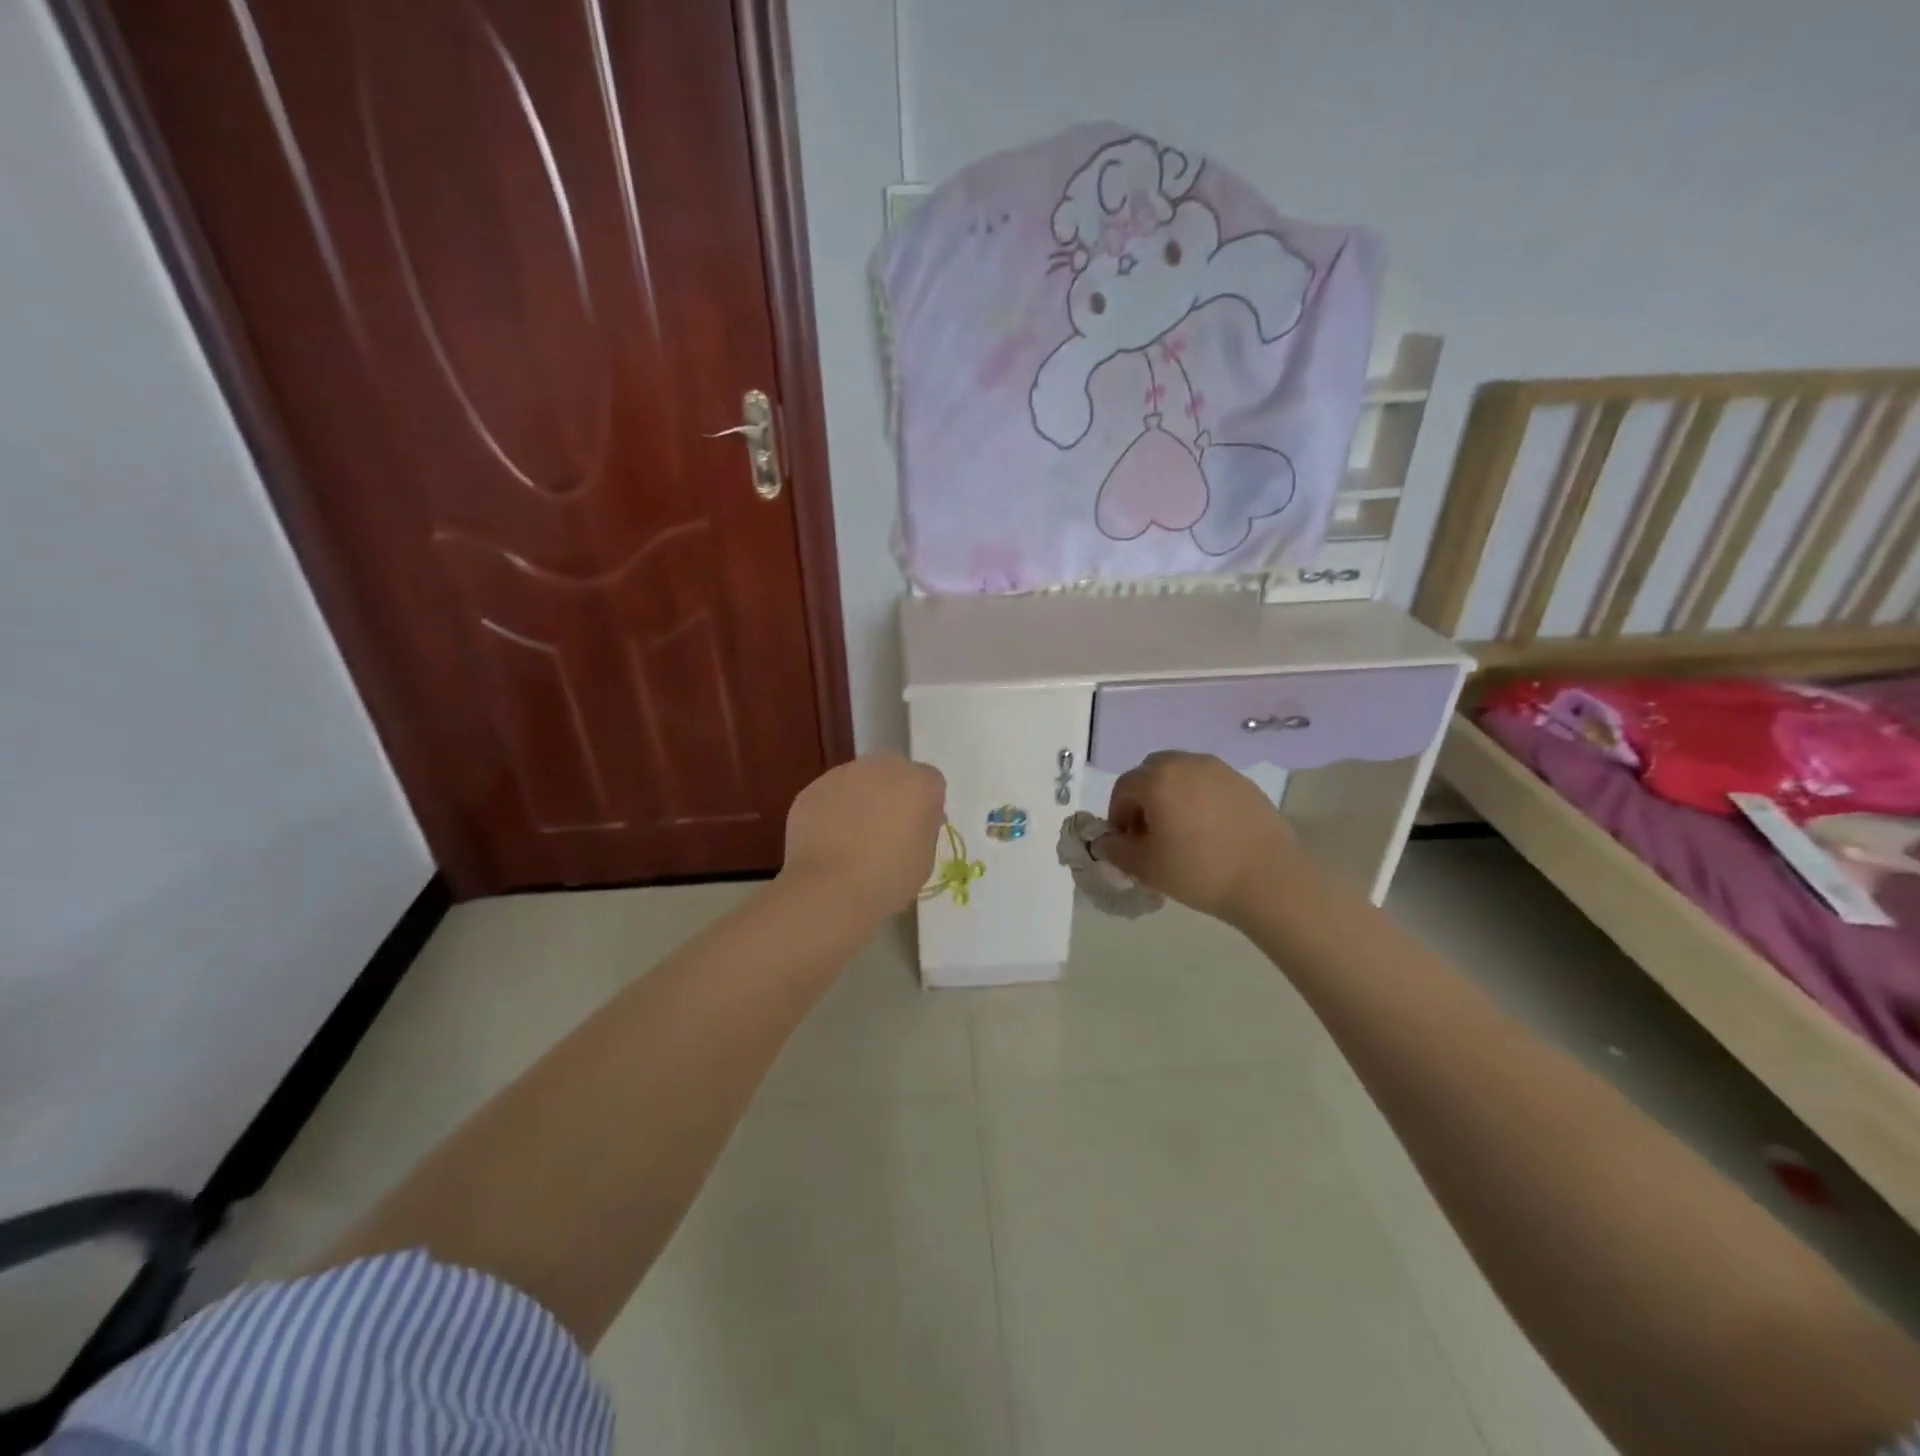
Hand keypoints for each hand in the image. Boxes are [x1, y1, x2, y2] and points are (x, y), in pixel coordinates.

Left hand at [780, 753, 946, 920]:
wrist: (830, 889)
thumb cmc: (889, 879)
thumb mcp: (926, 857)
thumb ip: (924, 827)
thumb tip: (913, 820)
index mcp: (918, 783)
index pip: (931, 781)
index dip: (925, 805)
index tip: (918, 829)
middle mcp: (882, 768)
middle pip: (893, 771)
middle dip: (892, 793)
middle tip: (885, 829)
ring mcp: (842, 774)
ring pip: (858, 780)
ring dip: (859, 799)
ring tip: (851, 839)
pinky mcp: (812, 790)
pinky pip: (829, 796)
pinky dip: (831, 811)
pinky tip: (827, 842)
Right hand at [1095, 751, 1306, 927]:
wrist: (1269, 881)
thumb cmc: (1199, 872)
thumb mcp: (1145, 867)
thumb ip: (1116, 850)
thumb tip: (1106, 842)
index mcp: (1157, 779)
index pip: (1123, 788)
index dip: (1117, 815)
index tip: (1126, 844)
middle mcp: (1186, 763)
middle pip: (1151, 772)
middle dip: (1143, 799)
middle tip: (1150, 834)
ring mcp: (1219, 770)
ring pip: (1181, 775)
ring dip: (1171, 796)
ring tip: (1181, 832)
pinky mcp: (1244, 783)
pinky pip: (1208, 784)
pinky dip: (1199, 799)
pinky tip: (1209, 832)